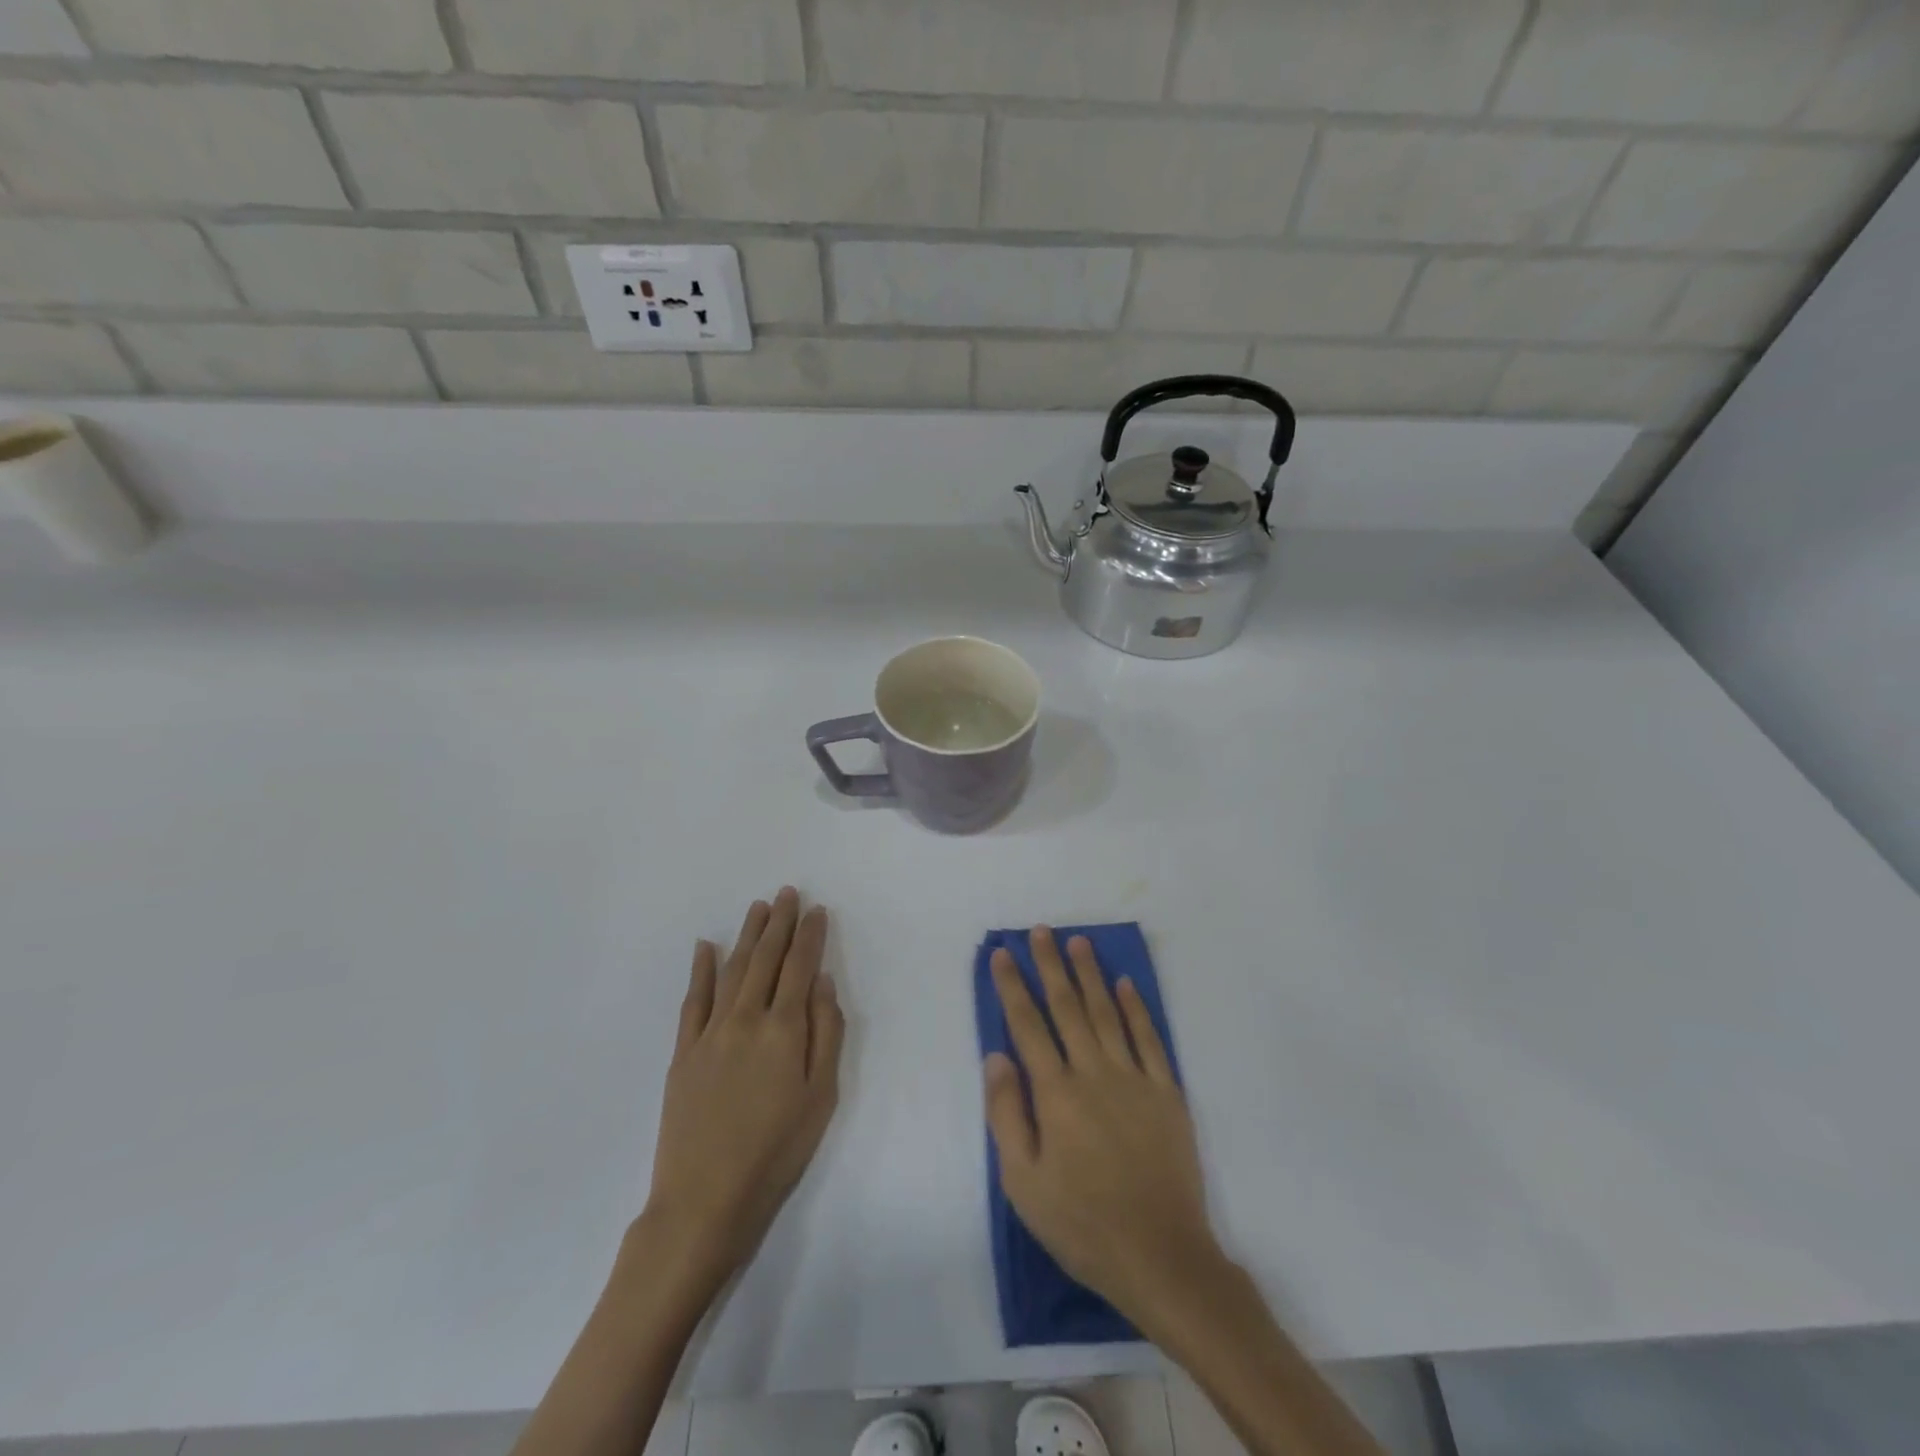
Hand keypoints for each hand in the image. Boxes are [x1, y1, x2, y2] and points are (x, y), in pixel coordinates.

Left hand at [640, 887, 844, 1297]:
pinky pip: (692, 1000)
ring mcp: (710, 1033)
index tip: (817, 910)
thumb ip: (826, 1034)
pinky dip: (700, 969)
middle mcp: (745, 1019)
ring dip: (747, 935)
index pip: (800, 968)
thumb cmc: (776, 1152)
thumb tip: (823, 983)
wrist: (704, 1200)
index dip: (810, 936)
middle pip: (765, 959)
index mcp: (783, 1029)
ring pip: (732, 970)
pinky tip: (704, 947)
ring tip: (758, 908)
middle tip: (788, 893)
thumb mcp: (821, 1098)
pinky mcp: (683, 1052)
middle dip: (780, 923)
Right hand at [984, 927, 1221, 1327]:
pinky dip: (1136, 1008)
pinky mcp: (1166, 1093)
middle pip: (1067, 1007)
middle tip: (1041, 930)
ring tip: (1079, 942)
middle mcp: (1093, 1072)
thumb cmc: (1081, 1223)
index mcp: (1055, 1093)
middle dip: (1051, 965)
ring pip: (1106, 1013)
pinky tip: (1126, 984)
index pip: (1027, 1025)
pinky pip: (1148, 1038)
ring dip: (1090, 975)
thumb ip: (1007, 1113)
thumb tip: (996, 1056)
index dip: (1013, 986)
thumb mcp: (1023, 1182)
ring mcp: (1134, 1079)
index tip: (1003, 953)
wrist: (1161, 1255)